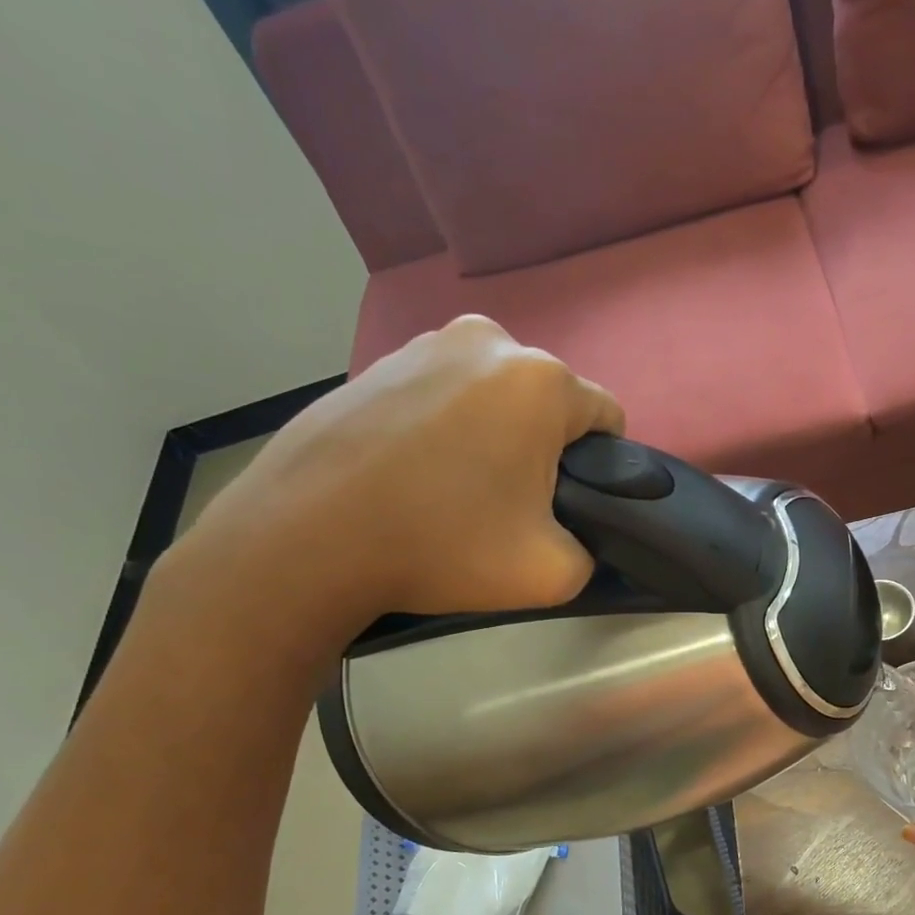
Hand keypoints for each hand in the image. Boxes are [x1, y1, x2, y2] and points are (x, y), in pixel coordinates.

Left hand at [165, 316, 623, 638]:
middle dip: (544, 446)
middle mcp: (488, 341)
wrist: (307, 538)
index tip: (568, 504)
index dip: (601, 465)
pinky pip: (440, 395)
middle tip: (510, 504)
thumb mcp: (553, 573)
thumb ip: (592, 551)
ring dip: (494, 432)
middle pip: (548, 401)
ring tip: (456, 488)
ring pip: (493, 394)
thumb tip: (577, 537)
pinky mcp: (375, 363)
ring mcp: (423, 344)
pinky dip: (444, 427)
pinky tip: (414, 473)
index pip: (607, 416)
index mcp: (541, 380)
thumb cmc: (443, 545)